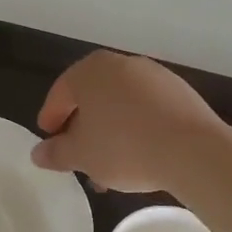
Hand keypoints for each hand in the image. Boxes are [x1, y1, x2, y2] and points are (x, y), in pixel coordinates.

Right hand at [31, 50, 229, 192]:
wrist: (192, 150)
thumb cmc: (124, 147)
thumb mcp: (81, 155)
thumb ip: (56, 153)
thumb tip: (38, 153)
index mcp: (90, 71)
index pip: (60, 93)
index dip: (51, 118)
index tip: (49, 141)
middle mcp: (121, 64)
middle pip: (92, 97)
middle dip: (83, 129)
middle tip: (78, 157)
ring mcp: (154, 76)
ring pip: (120, 105)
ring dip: (110, 133)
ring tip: (109, 167)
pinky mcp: (180, 93)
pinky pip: (146, 110)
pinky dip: (136, 129)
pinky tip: (138, 157)